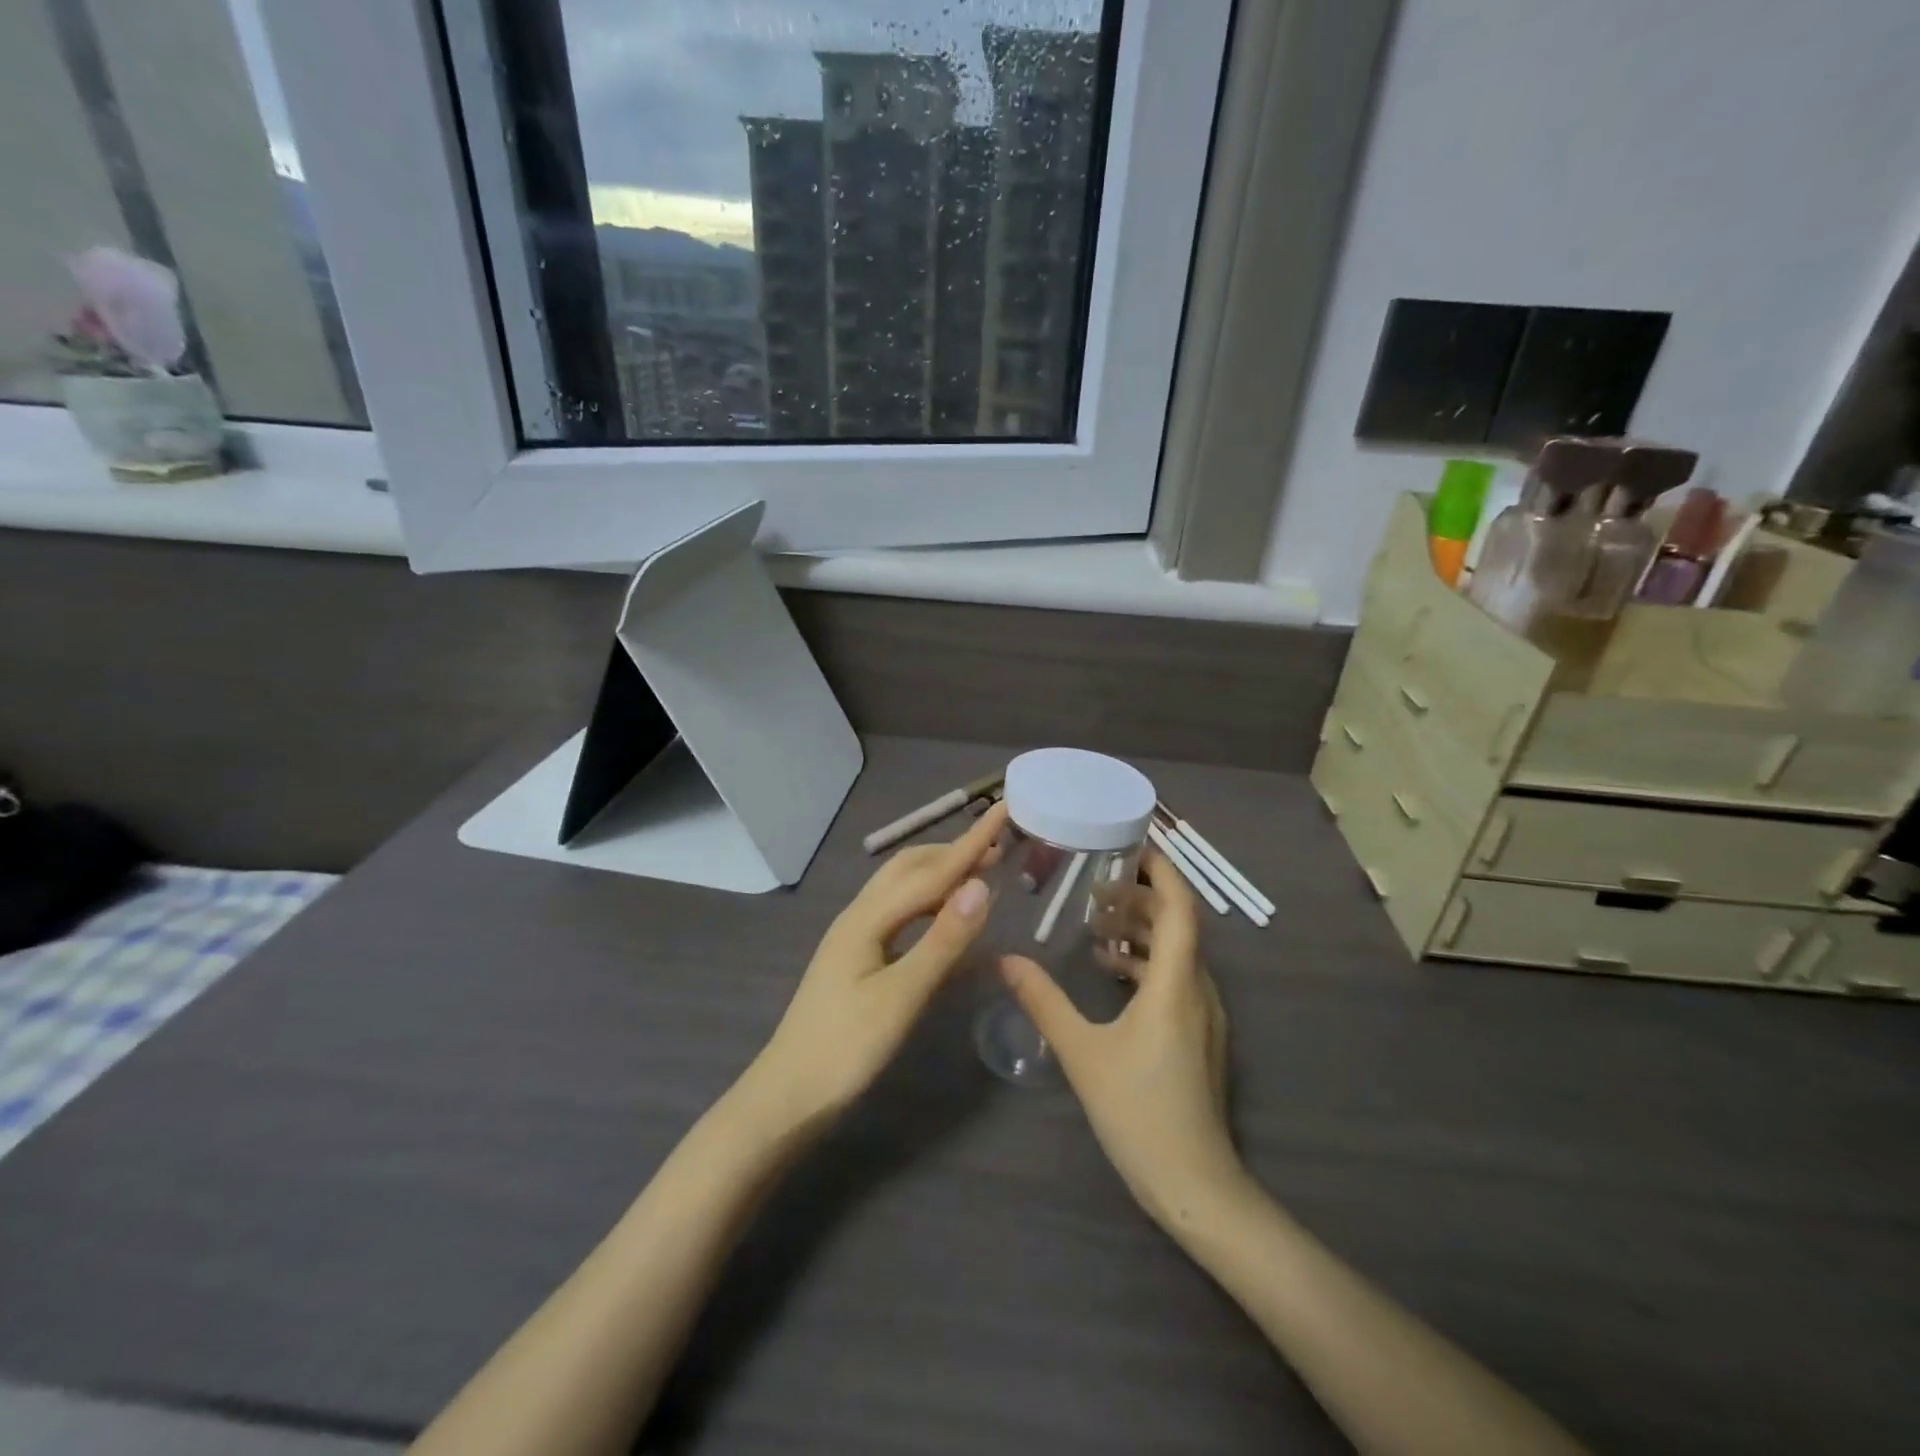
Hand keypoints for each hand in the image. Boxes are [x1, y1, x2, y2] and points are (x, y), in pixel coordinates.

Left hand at [751, 802, 1008, 1124]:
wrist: (788, 1096)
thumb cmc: (846, 1048)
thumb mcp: (901, 996)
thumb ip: (942, 941)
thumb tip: (981, 885)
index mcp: (868, 918)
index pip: (932, 871)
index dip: (972, 842)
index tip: (1004, 809)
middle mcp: (859, 916)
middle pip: (910, 868)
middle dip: (954, 852)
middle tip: (999, 848)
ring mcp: (855, 937)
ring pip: (902, 890)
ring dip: (941, 876)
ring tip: (979, 877)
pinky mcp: (857, 959)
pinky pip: (900, 915)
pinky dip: (930, 906)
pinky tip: (947, 923)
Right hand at [999, 849, 1243, 1229]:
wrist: (1194, 1186)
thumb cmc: (1139, 1112)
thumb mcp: (1082, 1052)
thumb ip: (1044, 1001)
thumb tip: (1004, 959)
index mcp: (1176, 983)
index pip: (1179, 908)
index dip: (1161, 871)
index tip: (1133, 843)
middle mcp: (1199, 989)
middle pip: (1177, 925)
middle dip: (1139, 899)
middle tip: (1094, 889)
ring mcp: (1204, 1014)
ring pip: (1176, 953)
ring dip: (1141, 932)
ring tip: (1096, 926)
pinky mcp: (1199, 1035)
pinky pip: (1176, 978)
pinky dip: (1146, 963)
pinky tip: (1111, 972)